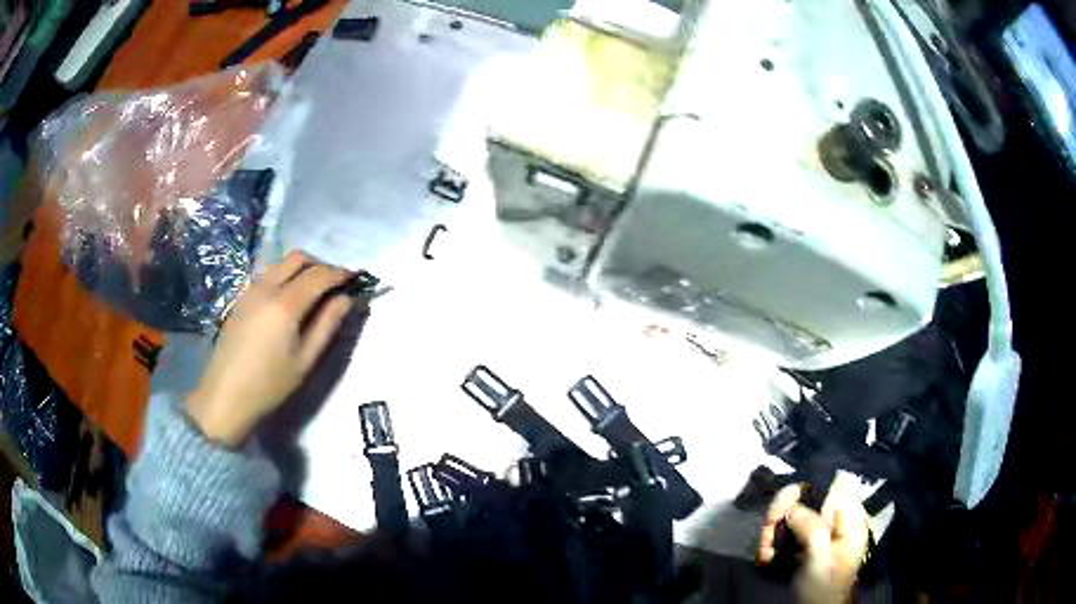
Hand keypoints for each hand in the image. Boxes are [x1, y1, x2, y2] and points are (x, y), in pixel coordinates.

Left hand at [187, 251, 355, 446]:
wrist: (225, 395)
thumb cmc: (269, 385)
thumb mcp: (305, 361)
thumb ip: (327, 325)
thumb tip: (346, 299)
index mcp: (284, 304)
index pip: (318, 275)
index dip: (340, 274)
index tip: (356, 278)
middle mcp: (266, 287)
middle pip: (298, 258)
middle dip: (321, 264)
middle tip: (335, 283)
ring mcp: (250, 290)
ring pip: (281, 263)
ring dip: (302, 268)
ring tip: (315, 291)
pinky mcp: (241, 298)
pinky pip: (268, 274)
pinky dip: (286, 276)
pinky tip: (290, 299)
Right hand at [757, 481, 869, 603]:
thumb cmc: (823, 588)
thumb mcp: (820, 559)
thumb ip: (812, 528)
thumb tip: (792, 508)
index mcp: (849, 518)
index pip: (826, 486)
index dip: (799, 493)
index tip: (777, 512)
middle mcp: (835, 520)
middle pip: (805, 500)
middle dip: (780, 516)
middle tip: (765, 535)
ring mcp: (819, 534)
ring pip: (790, 517)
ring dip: (772, 533)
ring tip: (763, 554)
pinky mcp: (803, 547)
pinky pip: (785, 534)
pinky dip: (771, 543)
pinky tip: (764, 557)